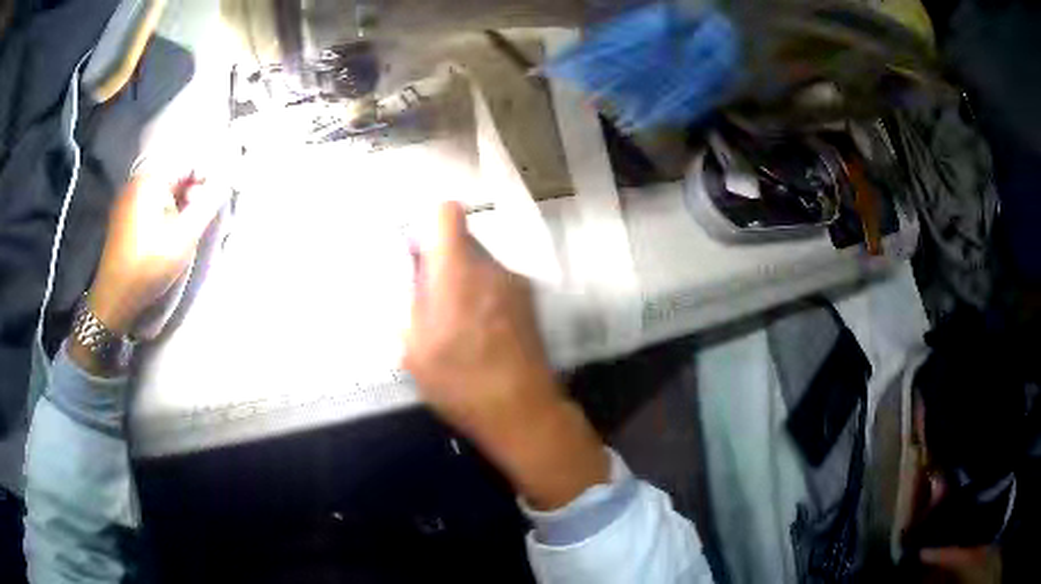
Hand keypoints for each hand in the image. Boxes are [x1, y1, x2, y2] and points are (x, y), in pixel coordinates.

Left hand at [87, 171, 225, 335]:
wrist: (115, 298)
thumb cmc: (149, 265)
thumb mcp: (184, 237)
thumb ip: (207, 204)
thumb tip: (226, 181)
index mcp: (152, 179)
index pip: (189, 163)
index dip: (207, 179)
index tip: (215, 203)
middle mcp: (138, 180)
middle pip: (175, 176)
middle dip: (192, 194)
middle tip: (198, 222)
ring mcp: (128, 198)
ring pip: (164, 191)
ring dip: (179, 206)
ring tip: (183, 232)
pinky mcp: (124, 215)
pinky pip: (151, 203)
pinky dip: (164, 213)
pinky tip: (166, 235)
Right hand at [404, 201, 607, 508]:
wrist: (523, 411)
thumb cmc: (460, 382)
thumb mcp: (414, 347)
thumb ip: (410, 299)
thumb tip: (414, 270)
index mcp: (458, 271)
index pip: (448, 213)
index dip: (430, 223)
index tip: (419, 251)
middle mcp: (492, 267)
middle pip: (463, 240)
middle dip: (443, 261)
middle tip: (429, 298)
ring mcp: (517, 283)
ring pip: (481, 264)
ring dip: (463, 281)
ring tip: (455, 325)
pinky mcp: (531, 302)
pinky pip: (498, 284)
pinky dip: (483, 296)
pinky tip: (480, 335)